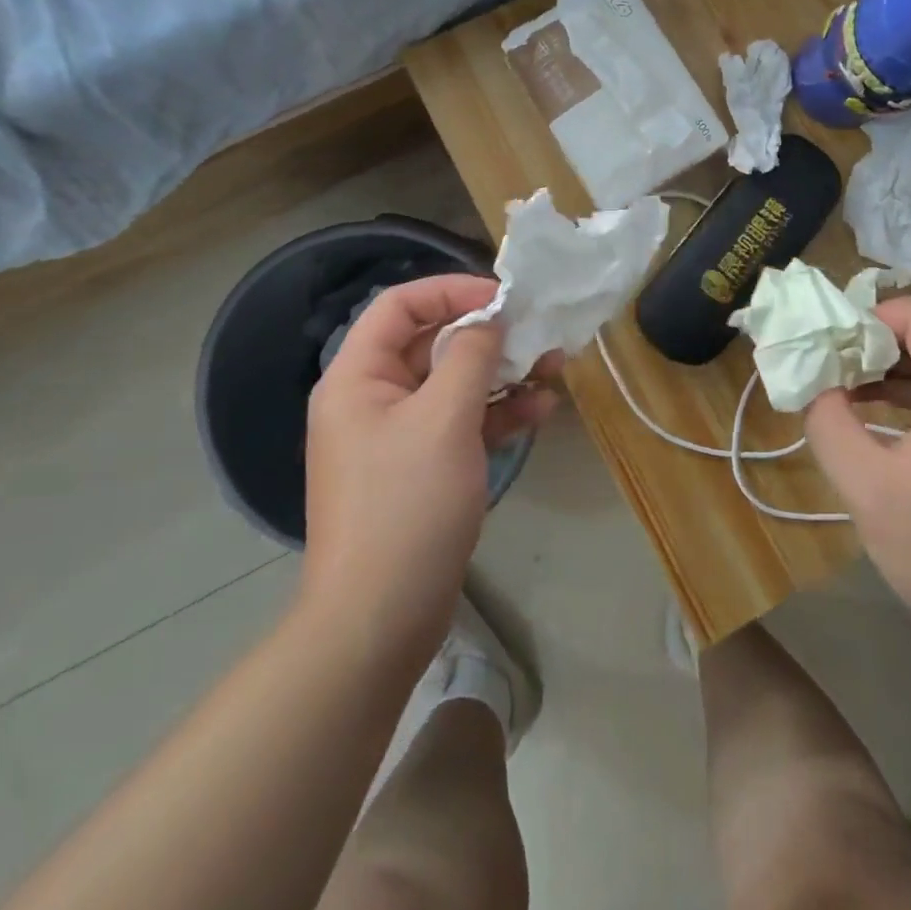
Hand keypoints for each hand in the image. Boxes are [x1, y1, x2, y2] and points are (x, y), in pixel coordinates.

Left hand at [302, 274, 557, 657]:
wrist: (380, 618)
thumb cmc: (406, 505)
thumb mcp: (444, 419)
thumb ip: (470, 357)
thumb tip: (489, 320)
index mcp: (358, 377)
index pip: (400, 305)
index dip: (452, 290)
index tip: (505, 298)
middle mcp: (373, 398)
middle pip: (432, 343)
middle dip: (488, 335)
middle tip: (538, 332)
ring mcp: (398, 436)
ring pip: (453, 384)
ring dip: (501, 373)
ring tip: (553, 368)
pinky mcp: (422, 468)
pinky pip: (461, 423)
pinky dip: (497, 413)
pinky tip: (539, 410)